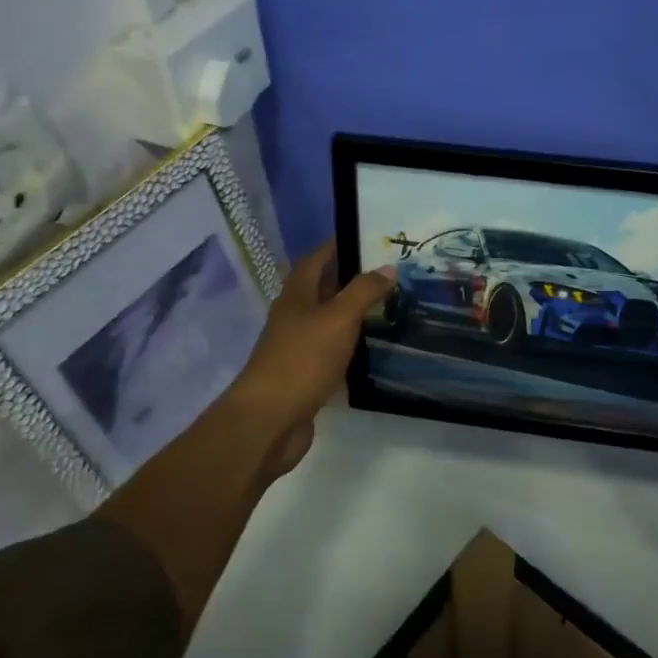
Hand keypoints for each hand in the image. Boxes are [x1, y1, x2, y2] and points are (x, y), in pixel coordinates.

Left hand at [225, 242, 394, 477]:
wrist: (269, 421)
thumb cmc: (302, 361)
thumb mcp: (338, 319)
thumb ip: (364, 292)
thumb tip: (388, 267)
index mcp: (296, 297)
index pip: (315, 260)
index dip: (335, 246)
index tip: (364, 236)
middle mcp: (293, 318)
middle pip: (321, 290)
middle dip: (349, 279)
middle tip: (387, 273)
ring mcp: (296, 348)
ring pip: (327, 322)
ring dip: (350, 314)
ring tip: (386, 307)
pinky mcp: (304, 377)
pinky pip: (330, 352)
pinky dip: (349, 346)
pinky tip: (370, 349)